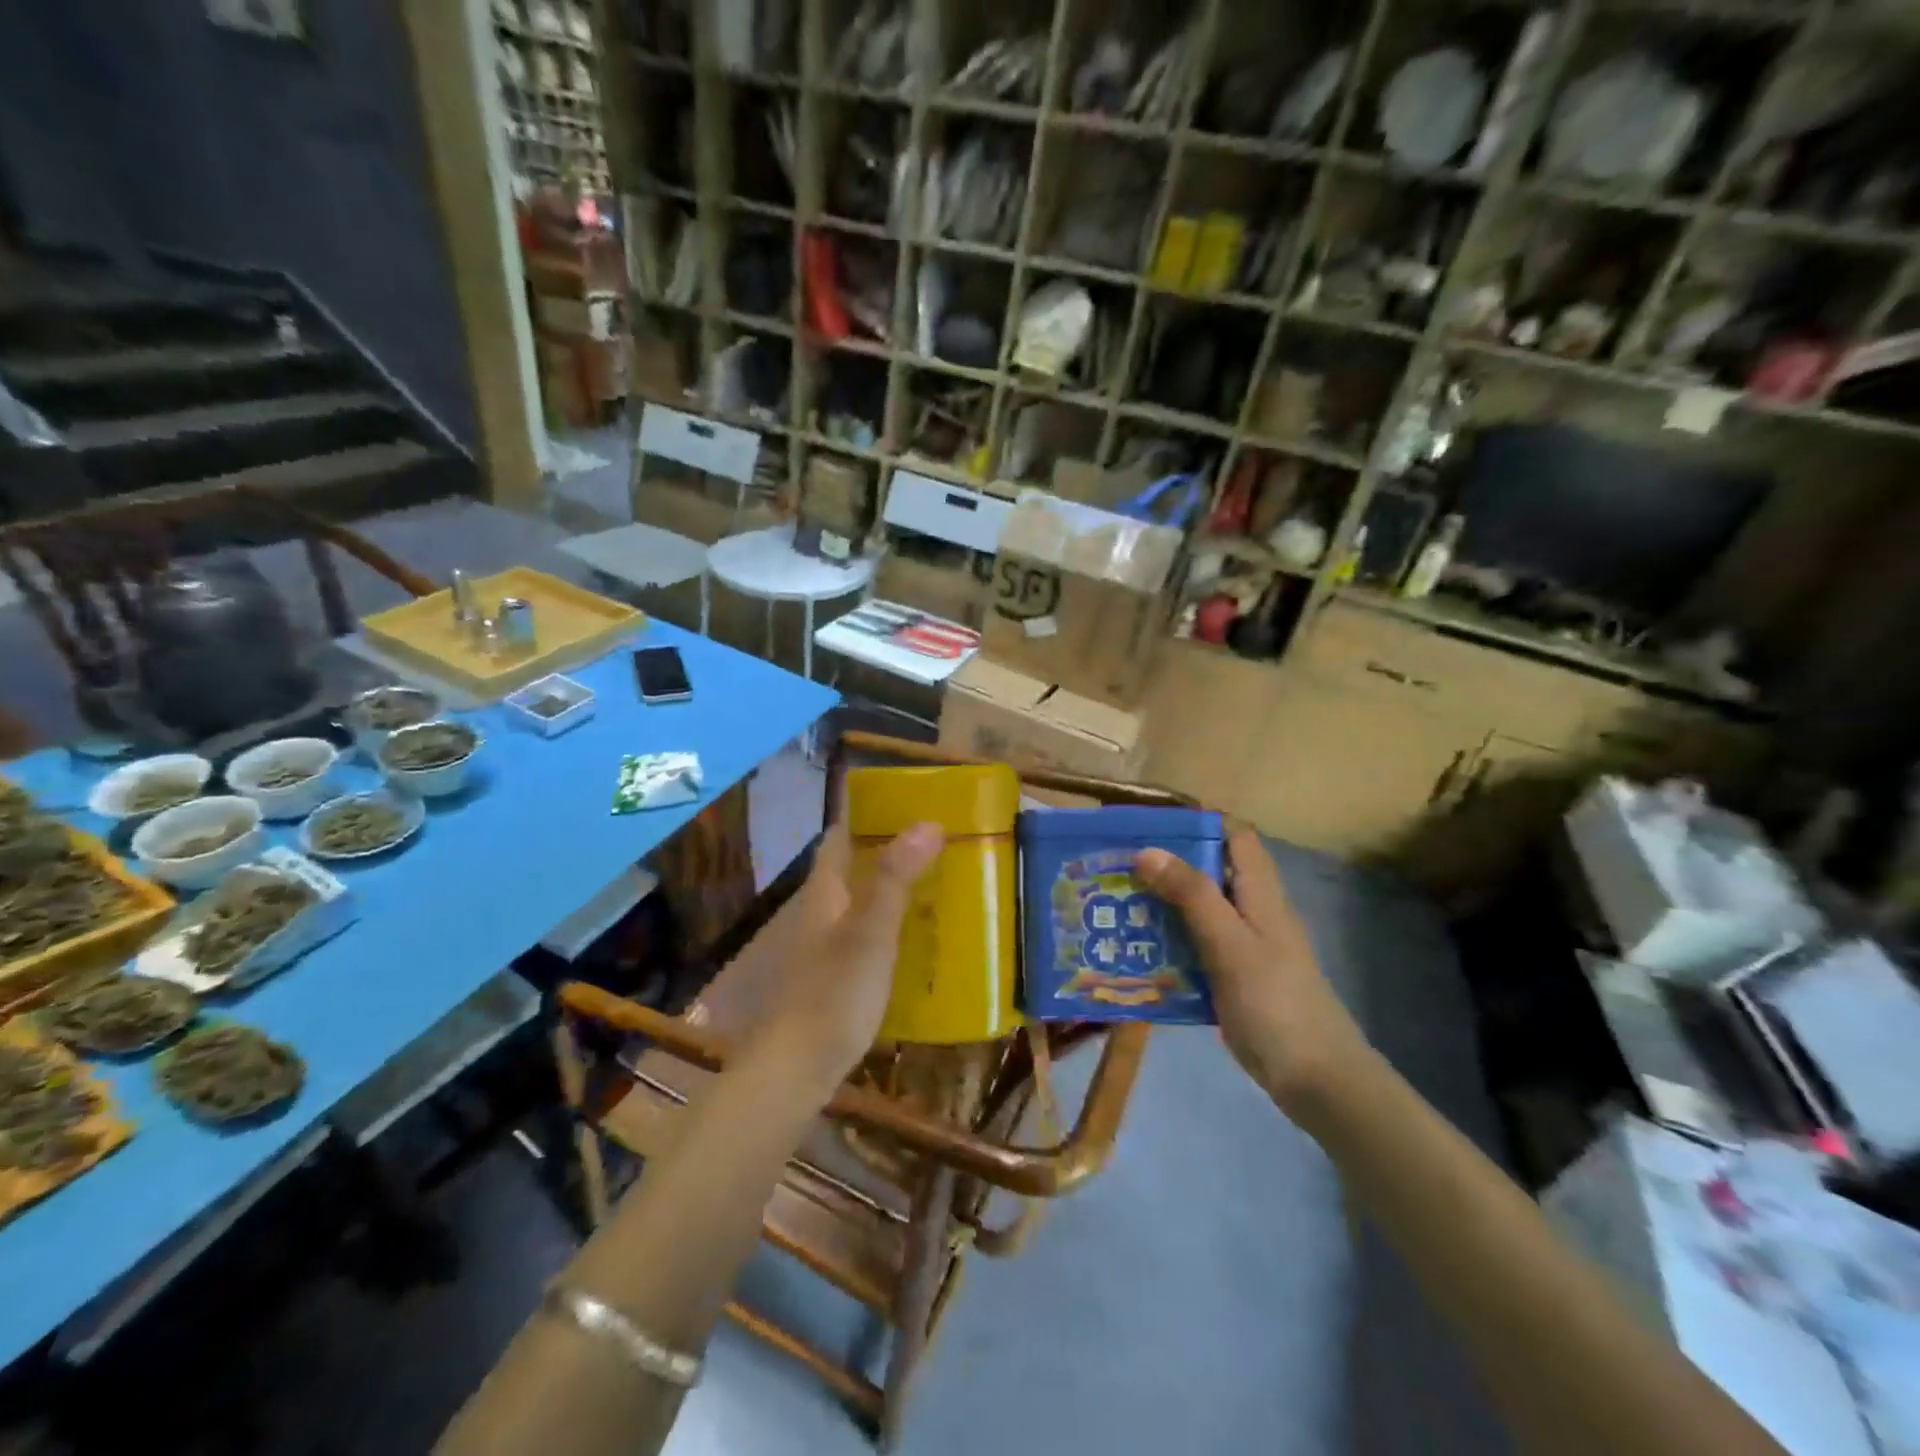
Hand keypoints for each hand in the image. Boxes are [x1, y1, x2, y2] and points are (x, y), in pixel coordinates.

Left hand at [739, 818, 943, 1093]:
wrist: (798, 1067)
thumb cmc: (834, 992)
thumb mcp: (871, 931)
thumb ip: (896, 878)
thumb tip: (927, 822)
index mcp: (825, 891)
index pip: (840, 837)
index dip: (867, 815)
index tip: (908, 803)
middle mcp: (822, 911)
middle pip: (854, 867)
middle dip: (890, 850)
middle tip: (939, 842)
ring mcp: (826, 946)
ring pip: (862, 901)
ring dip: (895, 887)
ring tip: (941, 881)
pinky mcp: (837, 976)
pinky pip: (869, 935)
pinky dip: (894, 925)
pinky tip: (923, 936)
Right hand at [1134, 825, 1368, 1117]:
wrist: (1317, 1080)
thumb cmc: (1274, 1003)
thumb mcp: (1229, 944)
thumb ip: (1192, 896)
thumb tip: (1148, 850)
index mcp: (1261, 893)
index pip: (1234, 835)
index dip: (1198, 822)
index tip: (1150, 824)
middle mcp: (1254, 911)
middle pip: (1211, 871)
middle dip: (1167, 865)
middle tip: (1117, 866)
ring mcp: (1246, 946)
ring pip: (1200, 911)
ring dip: (1163, 905)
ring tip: (1116, 904)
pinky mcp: (1235, 977)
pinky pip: (1197, 947)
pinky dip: (1170, 942)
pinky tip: (1137, 951)